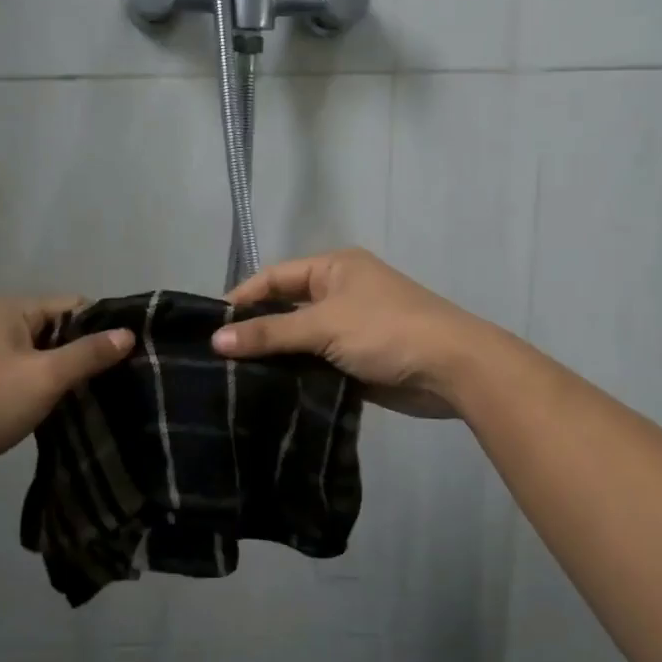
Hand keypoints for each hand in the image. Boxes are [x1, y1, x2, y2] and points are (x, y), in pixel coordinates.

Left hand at [0, 296, 133, 492]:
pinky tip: (60, 411)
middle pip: (57, 330)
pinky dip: (41, 389)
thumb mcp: (43, 378)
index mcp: (13, 310)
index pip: (74, 306)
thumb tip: (128, 333)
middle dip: (85, 354)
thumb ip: (87, 354)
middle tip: (119, 382)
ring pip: (40, 356)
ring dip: (63, 375)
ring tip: (97, 399)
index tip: (131, 357)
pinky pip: (22, 376)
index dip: (103, 328)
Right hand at [211, 249, 490, 417]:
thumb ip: (269, 333)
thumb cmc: (386, 330)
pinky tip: (267, 393)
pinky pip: (316, 364)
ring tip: (232, 379)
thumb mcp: (324, 325)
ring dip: (274, 357)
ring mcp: (349, 328)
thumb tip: (216, 340)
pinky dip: (295, 375)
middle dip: (255, 330)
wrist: (452, 368)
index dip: (242, 298)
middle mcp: (339, 293)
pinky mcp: (357, 361)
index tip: (209, 327)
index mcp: (333, 268)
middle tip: (216, 357)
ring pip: (299, 340)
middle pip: (285, 309)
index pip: (274, 278)